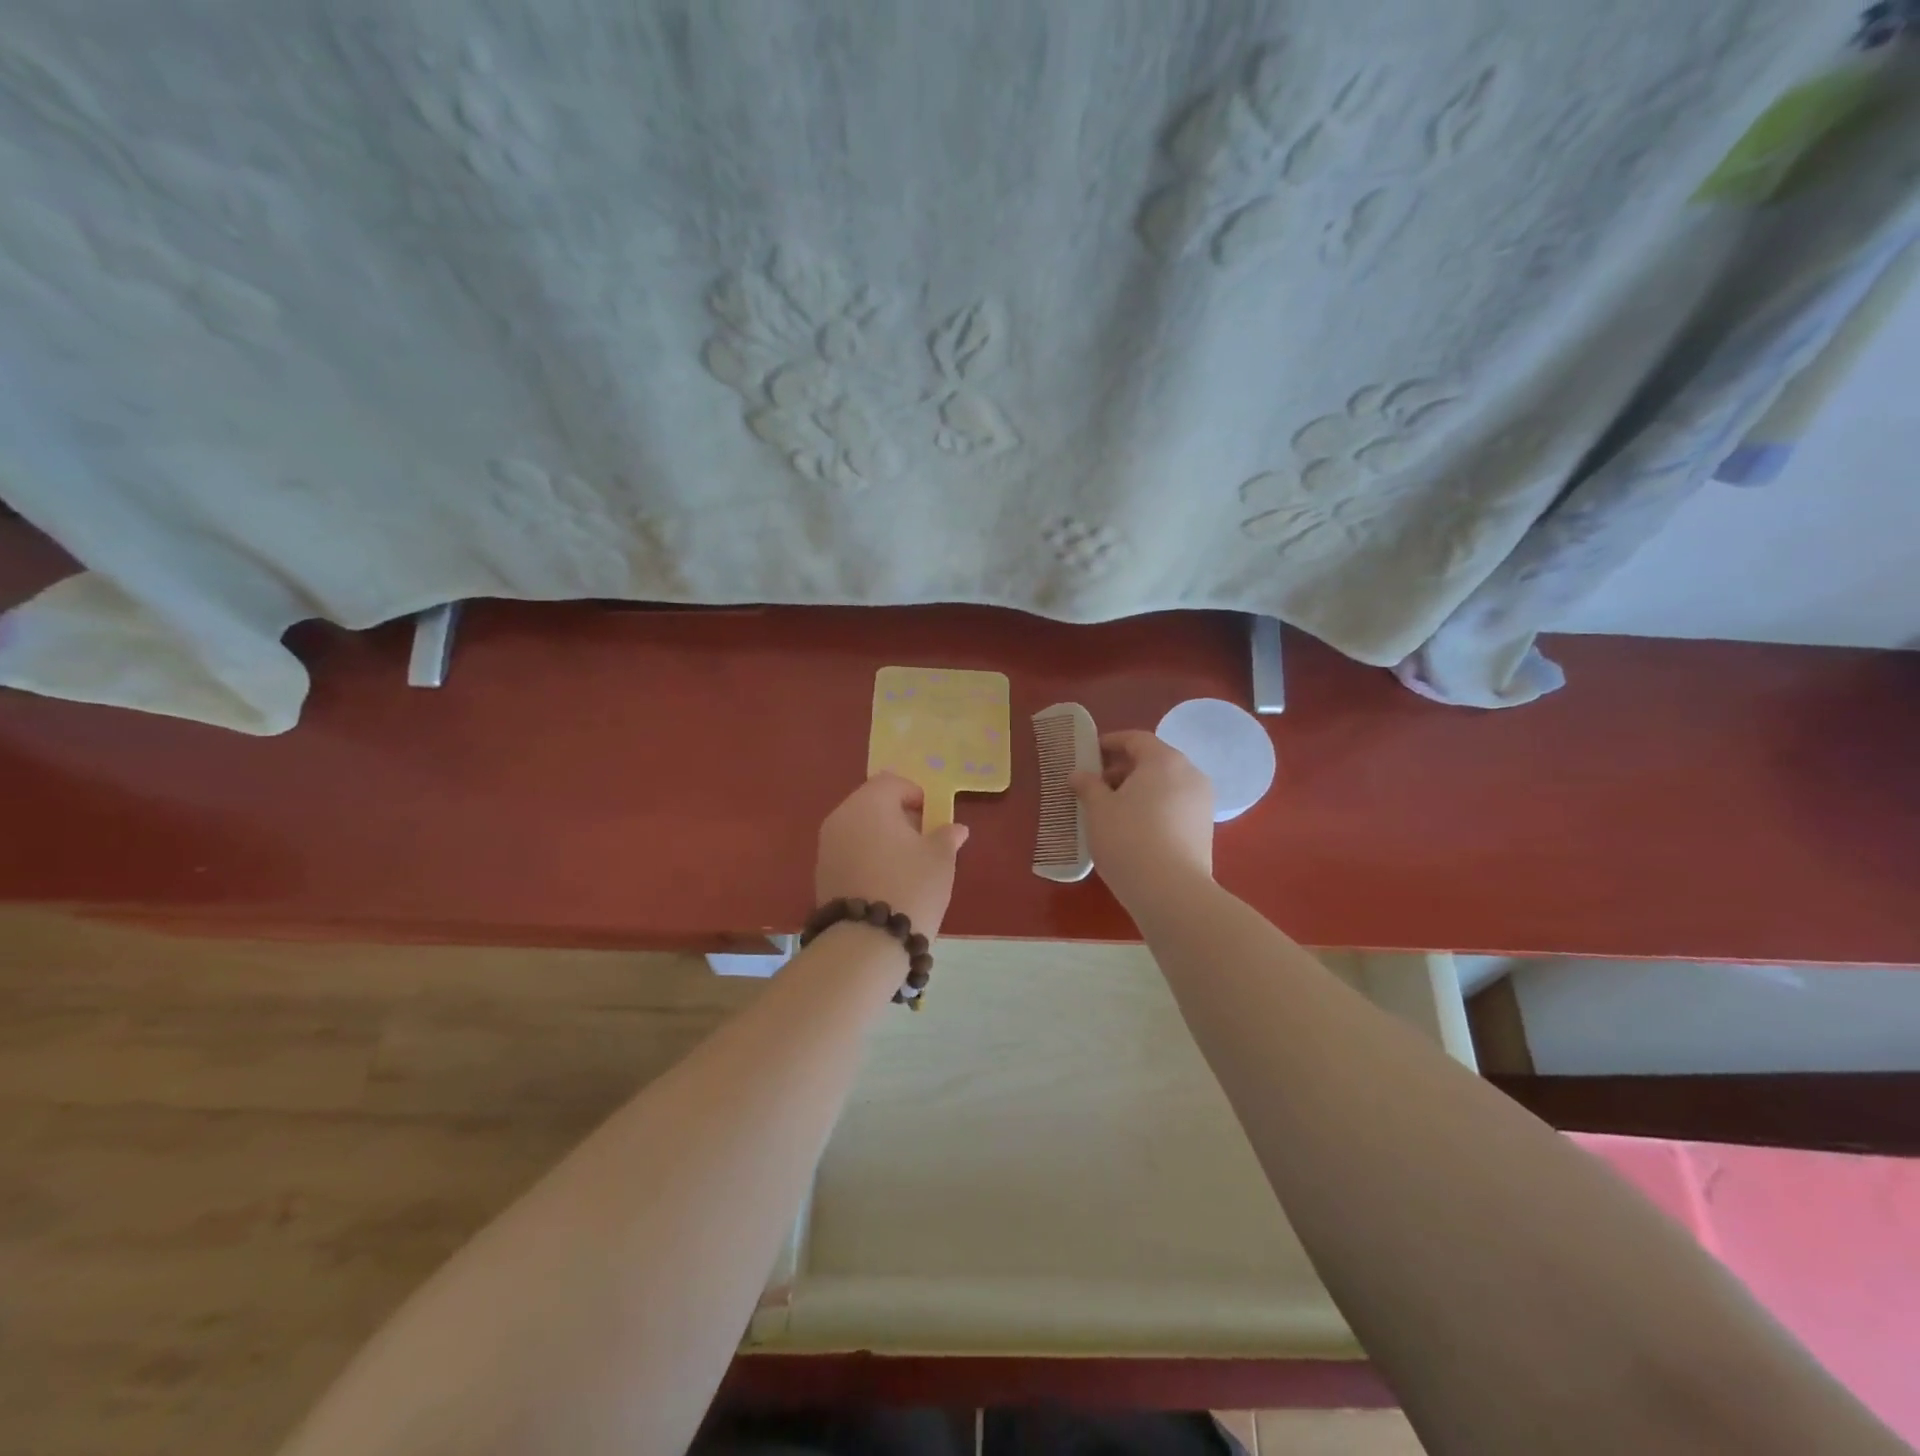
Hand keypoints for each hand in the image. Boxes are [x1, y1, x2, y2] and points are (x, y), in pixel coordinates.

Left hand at [815, 773, 970, 936]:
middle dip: (898, 816)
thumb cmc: (910, 887)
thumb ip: (947, 836)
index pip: (892, 782)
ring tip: (906, 864)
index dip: (916, 794)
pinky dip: (867, 857)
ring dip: (882, 837)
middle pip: (872, 803)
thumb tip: (955, 828)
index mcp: (869, 803)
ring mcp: (826, 846)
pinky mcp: (821, 873)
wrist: (866, 942)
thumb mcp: (940, 859)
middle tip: (922, 840)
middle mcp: (841, 817)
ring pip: (859, 828)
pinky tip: (886, 881)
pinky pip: (849, 851)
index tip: (933, 818)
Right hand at [1070, 730, 1214, 907]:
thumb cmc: (1128, 839)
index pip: (1136, 739)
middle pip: (1153, 760)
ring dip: (1138, 789)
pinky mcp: (1204, 829)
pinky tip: (1134, 829)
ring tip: (1112, 809)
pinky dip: (1153, 807)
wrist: (1172, 892)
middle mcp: (1190, 774)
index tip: (1089, 754)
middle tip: (1096, 785)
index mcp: (1164, 761)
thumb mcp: (1098, 810)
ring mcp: (1202, 802)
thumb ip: (1088, 786)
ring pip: (1165, 784)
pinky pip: (1174, 805)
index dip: (1110, 742)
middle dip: (1123, 768)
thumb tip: (1079, 775)